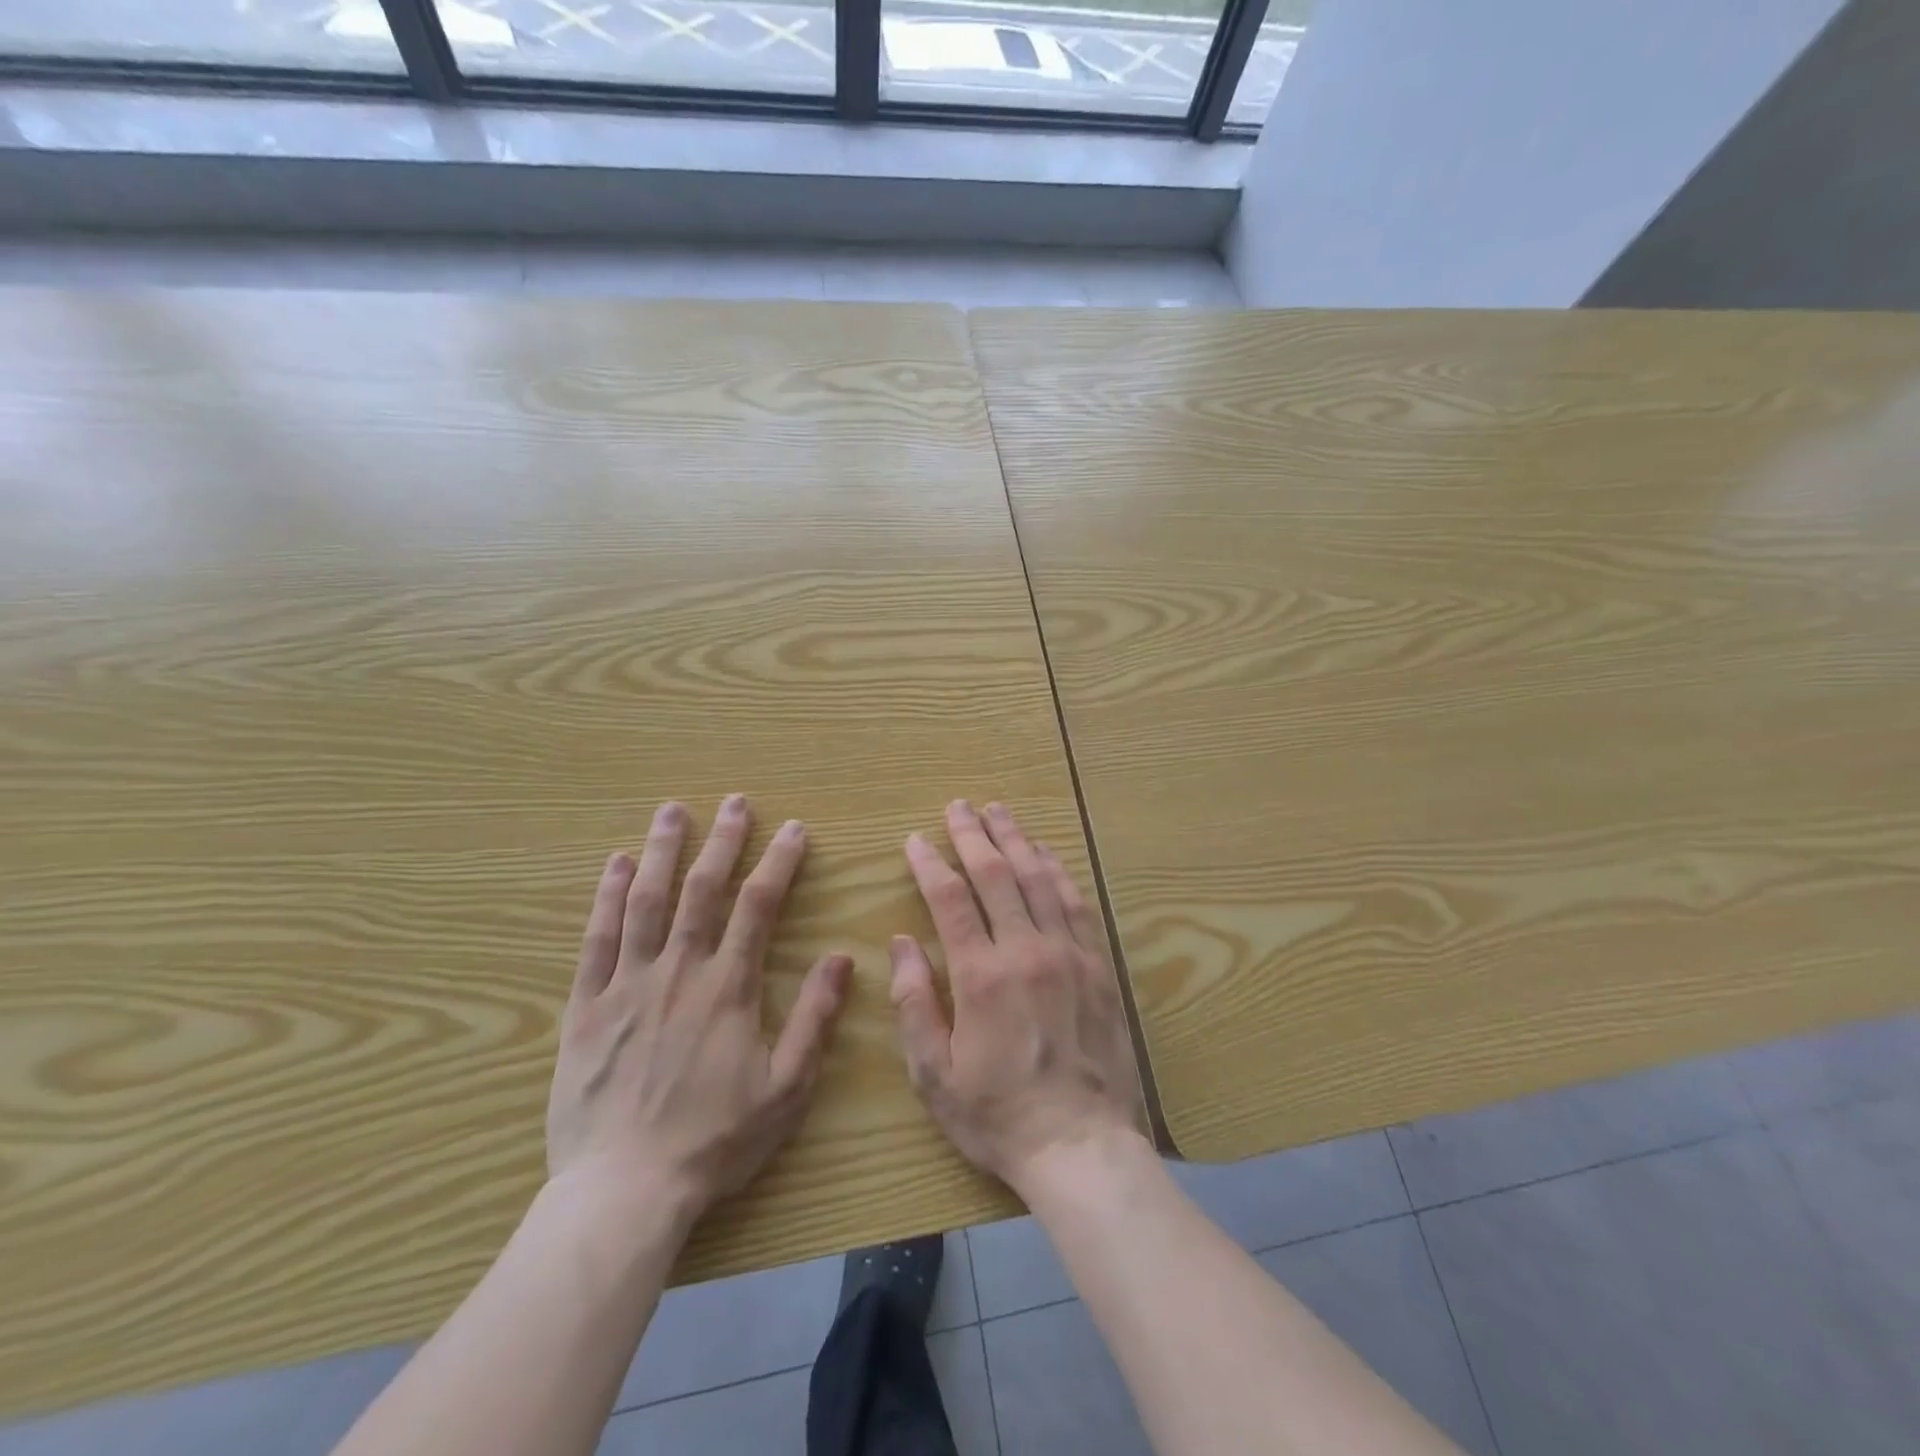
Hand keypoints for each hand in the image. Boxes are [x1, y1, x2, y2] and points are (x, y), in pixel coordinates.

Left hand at [547, 796, 852, 1219]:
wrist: (624, 1191)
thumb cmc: (714, 1140)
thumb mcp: (786, 1087)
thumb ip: (814, 1017)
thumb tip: (842, 957)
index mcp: (728, 987)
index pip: (758, 906)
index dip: (779, 862)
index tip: (793, 828)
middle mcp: (679, 971)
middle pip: (703, 890)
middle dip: (722, 841)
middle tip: (734, 801)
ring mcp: (627, 984)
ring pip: (646, 902)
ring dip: (663, 851)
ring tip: (672, 811)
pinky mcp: (586, 1006)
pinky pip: (596, 940)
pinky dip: (606, 897)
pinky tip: (616, 865)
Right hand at [890, 800, 1144, 1194]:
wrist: (1080, 1146)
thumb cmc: (997, 1115)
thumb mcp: (934, 1074)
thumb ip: (914, 1002)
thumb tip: (902, 942)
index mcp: (981, 975)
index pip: (950, 899)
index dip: (931, 863)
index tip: (917, 839)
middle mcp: (1027, 951)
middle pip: (997, 875)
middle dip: (974, 835)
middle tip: (960, 806)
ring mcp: (1069, 954)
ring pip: (1039, 880)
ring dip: (1017, 841)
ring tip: (1000, 813)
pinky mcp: (1098, 966)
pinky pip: (1077, 905)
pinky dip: (1059, 872)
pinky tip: (1048, 855)